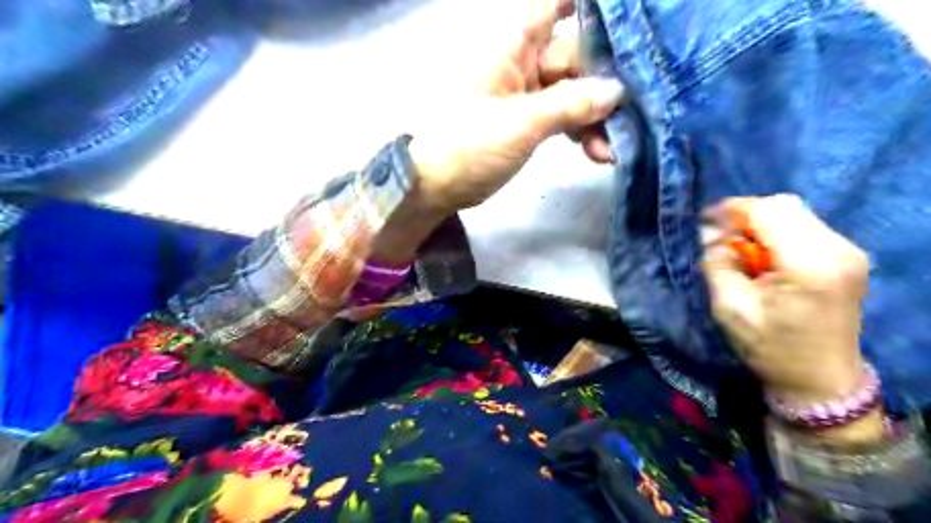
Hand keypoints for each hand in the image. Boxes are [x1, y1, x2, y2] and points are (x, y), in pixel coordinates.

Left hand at [409, 1, 625, 213]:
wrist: (434, 185)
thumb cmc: (468, 144)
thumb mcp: (521, 123)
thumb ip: (570, 104)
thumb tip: (615, 91)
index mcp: (512, 45)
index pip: (554, 5)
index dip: (589, 6)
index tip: (627, 21)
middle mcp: (521, 62)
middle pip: (574, 55)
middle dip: (604, 80)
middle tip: (635, 106)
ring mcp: (524, 95)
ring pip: (571, 92)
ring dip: (595, 116)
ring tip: (614, 144)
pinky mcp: (527, 123)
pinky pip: (561, 117)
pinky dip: (579, 132)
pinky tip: (599, 152)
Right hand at [703, 196, 868, 403]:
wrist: (820, 380)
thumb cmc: (770, 348)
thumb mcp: (730, 307)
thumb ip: (717, 263)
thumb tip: (709, 234)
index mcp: (808, 265)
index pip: (768, 212)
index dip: (731, 211)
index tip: (704, 224)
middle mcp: (837, 250)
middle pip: (785, 206)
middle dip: (745, 215)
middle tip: (720, 238)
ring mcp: (849, 252)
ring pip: (795, 213)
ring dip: (761, 224)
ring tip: (740, 248)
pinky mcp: (848, 257)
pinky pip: (806, 227)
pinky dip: (777, 232)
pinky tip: (764, 255)